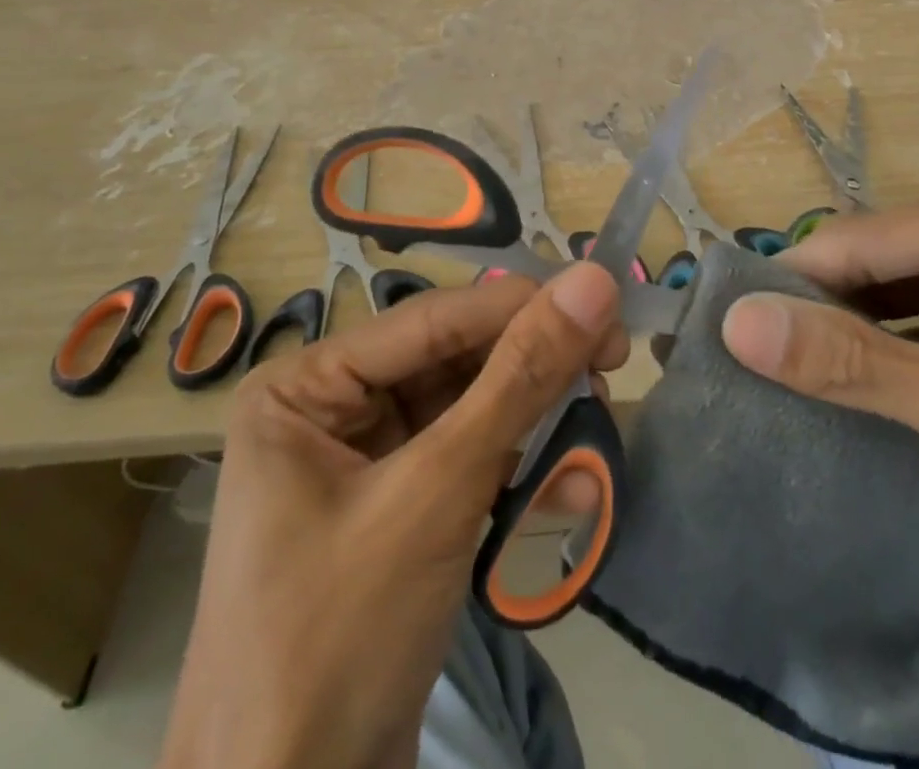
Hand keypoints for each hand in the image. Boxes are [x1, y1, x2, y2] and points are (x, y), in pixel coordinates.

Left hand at [159, 265, 622, 768]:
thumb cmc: (340, 637)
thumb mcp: (438, 492)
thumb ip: (520, 379)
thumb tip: (593, 281)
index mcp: (306, 386)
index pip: (434, 319)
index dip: (523, 304)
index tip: (606, 296)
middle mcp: (330, 410)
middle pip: (453, 362)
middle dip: (532, 366)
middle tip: (613, 360)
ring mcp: (363, 463)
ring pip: (468, 409)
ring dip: (534, 416)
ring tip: (599, 414)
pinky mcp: (397, 512)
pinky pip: (467, 461)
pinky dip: (518, 466)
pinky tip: (570, 483)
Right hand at [719, 167, 918, 587]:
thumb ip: (857, 366)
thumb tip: (738, 324)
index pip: (856, 241)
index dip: (788, 290)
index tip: (726, 342)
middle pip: (877, 262)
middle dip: (822, 316)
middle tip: (751, 374)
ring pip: (900, 293)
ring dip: (855, 338)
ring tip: (786, 386)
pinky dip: (897, 355)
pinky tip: (858, 393)